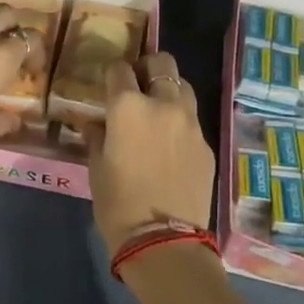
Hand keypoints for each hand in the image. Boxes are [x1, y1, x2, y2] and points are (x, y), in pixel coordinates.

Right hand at [88, 52, 215, 252]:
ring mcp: (190, 123)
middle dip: (149, 67)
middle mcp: (163, 104)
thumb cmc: (118, 204)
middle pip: (162, 62)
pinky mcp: (207, 145)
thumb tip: (97, 124)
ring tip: (158, 111)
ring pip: (183, 87)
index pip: (120, 68)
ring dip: (169, 91)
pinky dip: (181, 123)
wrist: (164, 241)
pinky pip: (192, 121)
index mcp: (128, 106)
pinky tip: (171, 145)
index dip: (113, 74)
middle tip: (138, 84)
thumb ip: (97, 136)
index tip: (109, 84)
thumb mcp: (96, 167)